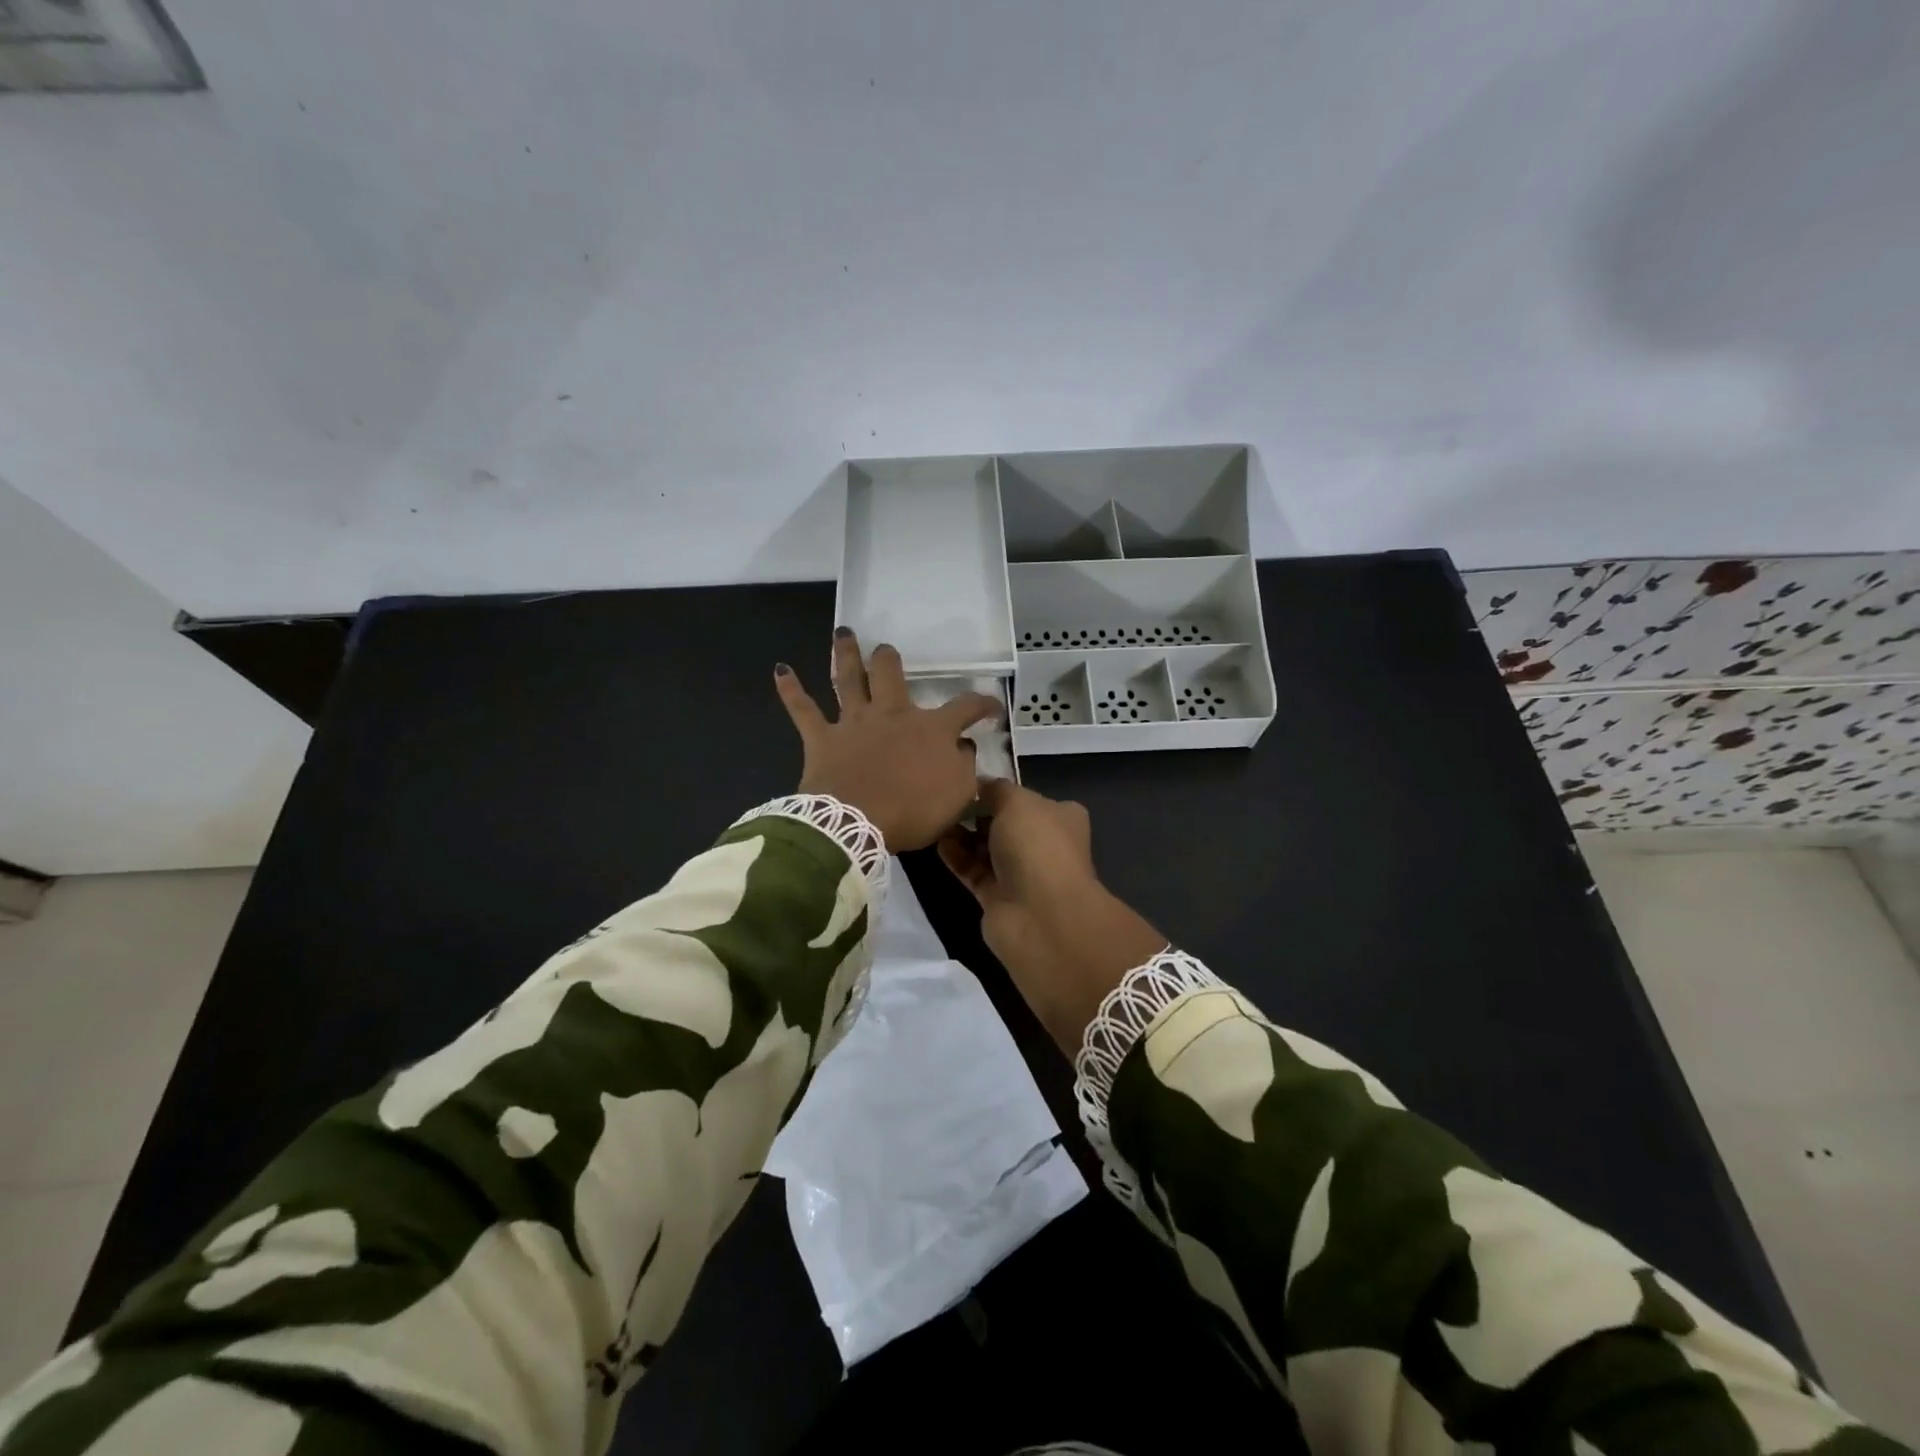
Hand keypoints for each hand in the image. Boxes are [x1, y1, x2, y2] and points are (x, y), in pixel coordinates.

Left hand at [774, 629, 1000, 851]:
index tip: (991, 706)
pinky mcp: (821, 738)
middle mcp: (892, 714)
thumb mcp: (958, 794)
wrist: (856, 823)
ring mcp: (854, 723)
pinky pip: (802, 709)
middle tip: (886, 649)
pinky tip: (781, 670)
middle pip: (892, 675)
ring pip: (848, 679)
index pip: (965, 707)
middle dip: (890, 659)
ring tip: (844, 633)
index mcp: (931, 729)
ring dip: (846, 654)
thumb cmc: (913, 810)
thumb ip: (965, 767)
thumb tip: (964, 747)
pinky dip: (791, 689)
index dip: (982, 704)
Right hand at [939, 779, 1165, 1053]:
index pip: (1029, 798)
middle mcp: (1044, 844)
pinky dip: (957, 857)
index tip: (970, 782)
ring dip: (963, 834)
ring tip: (935, 817)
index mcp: (1061, 817)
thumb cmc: (1036, 845)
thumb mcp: (1016, 801)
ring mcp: (1022, 874)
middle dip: (978, 812)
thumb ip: (995, 789)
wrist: (1040, 915)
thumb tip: (980, 784)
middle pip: (1005, 823)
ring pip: (987, 848)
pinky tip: (938, 841)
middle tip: (948, 799)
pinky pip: (973, 870)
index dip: (1001, 790)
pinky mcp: (998, 897)